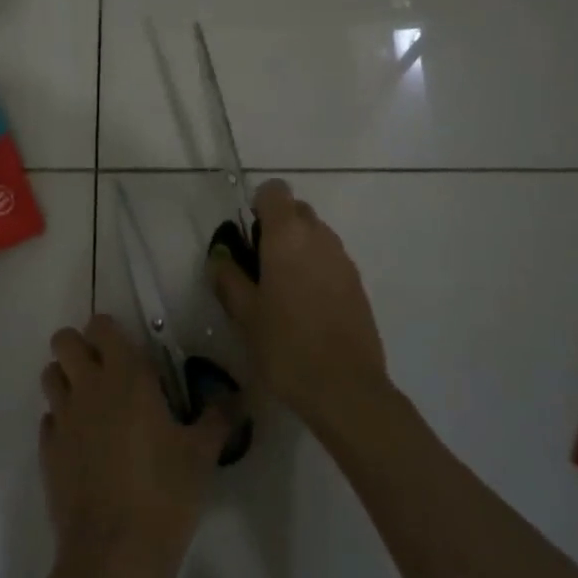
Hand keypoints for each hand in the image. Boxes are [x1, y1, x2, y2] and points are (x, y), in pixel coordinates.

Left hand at [39, 315, 229, 577]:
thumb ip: (218, 418)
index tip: (130, 353)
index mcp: (125, 376)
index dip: (110, 332)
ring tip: (94, 406)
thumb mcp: (202, 454)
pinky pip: (49, 419)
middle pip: (63, 341)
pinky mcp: (47, 452)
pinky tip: (85, 447)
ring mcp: (62, 419)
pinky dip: (62, 422)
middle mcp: (87, 387)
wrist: (114, 555)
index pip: (101, 326)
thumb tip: (236, 398)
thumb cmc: (165, 494)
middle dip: (80, 348)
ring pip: (50, 376)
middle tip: (107, 374)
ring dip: (67, 380)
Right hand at [207, 179, 389, 430]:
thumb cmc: (286, 345)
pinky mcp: (358, 283)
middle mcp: (319, 236)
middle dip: (277, 227)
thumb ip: (228, 277)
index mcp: (288, 234)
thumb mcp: (244, 313)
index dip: (258, 204)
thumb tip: (219, 257)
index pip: (274, 190)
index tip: (247, 236)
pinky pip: (330, 259)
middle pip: (297, 210)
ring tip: (281, 290)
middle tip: (259, 265)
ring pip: (316, 235)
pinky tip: (305, 307)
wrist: (345, 387)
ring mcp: (343, 259)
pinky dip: (315, 269)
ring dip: (297, 248)